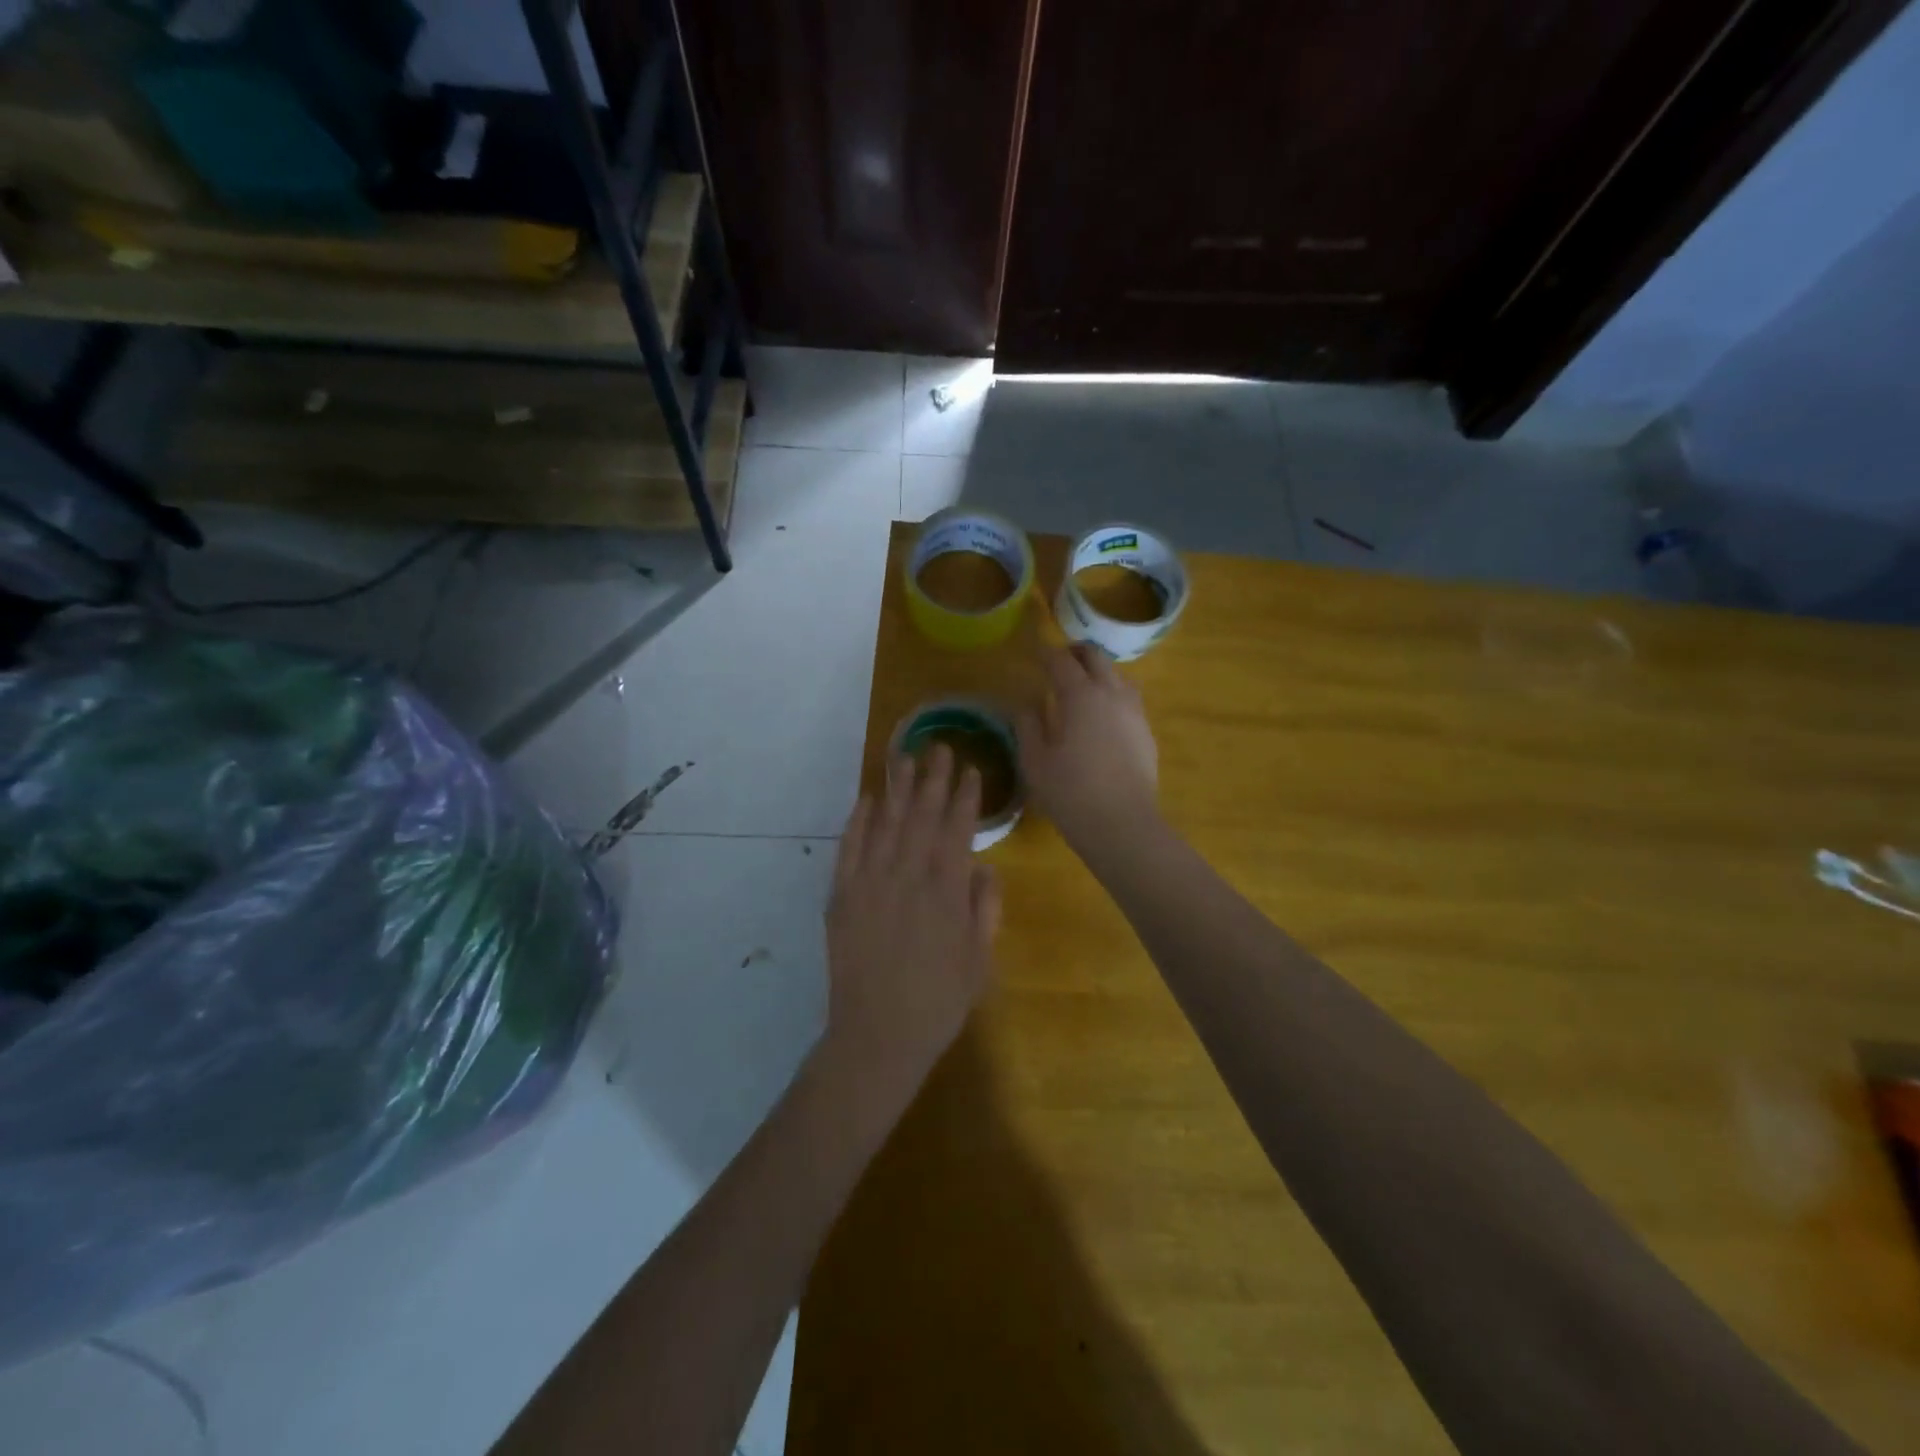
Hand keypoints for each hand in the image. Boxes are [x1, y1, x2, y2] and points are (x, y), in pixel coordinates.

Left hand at [823, 745, 1001, 1107]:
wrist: (877, 1036)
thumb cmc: (938, 1003)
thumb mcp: (979, 961)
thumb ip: (985, 909)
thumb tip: (983, 867)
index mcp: (946, 892)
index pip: (957, 830)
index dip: (965, 798)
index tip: (971, 769)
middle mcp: (908, 877)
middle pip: (922, 816)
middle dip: (933, 779)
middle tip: (940, 747)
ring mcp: (870, 884)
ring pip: (887, 824)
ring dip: (898, 788)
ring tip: (905, 757)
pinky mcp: (842, 896)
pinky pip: (850, 848)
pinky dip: (859, 821)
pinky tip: (868, 800)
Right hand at [1018, 645, 1158, 850]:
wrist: (1122, 825)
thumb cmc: (1070, 793)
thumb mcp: (1035, 761)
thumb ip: (1028, 726)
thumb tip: (1027, 705)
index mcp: (1081, 696)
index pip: (1061, 661)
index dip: (1045, 653)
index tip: (1034, 653)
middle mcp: (1112, 694)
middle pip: (1096, 657)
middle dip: (1075, 652)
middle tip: (1058, 660)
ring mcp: (1134, 712)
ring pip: (1118, 675)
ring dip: (1098, 671)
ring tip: (1082, 685)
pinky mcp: (1146, 732)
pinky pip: (1129, 699)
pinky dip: (1113, 694)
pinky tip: (1102, 715)